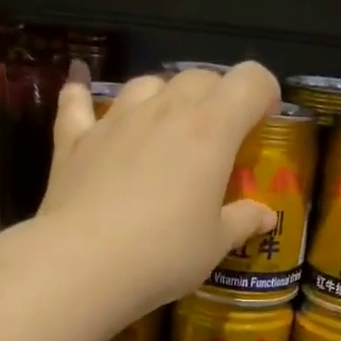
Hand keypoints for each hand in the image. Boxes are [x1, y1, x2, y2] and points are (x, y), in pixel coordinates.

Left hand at [37, 61, 280, 320]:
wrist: (83, 263)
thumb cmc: (163, 253)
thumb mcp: (215, 244)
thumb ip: (243, 221)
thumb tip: (266, 215)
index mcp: (211, 129)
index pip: (250, 81)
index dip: (264, 93)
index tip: (264, 121)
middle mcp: (164, 110)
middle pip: (199, 77)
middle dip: (217, 96)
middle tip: (219, 134)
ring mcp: (115, 120)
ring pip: (146, 83)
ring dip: (163, 95)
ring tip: (165, 124)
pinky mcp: (74, 139)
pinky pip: (76, 102)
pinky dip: (81, 92)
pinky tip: (78, 85)